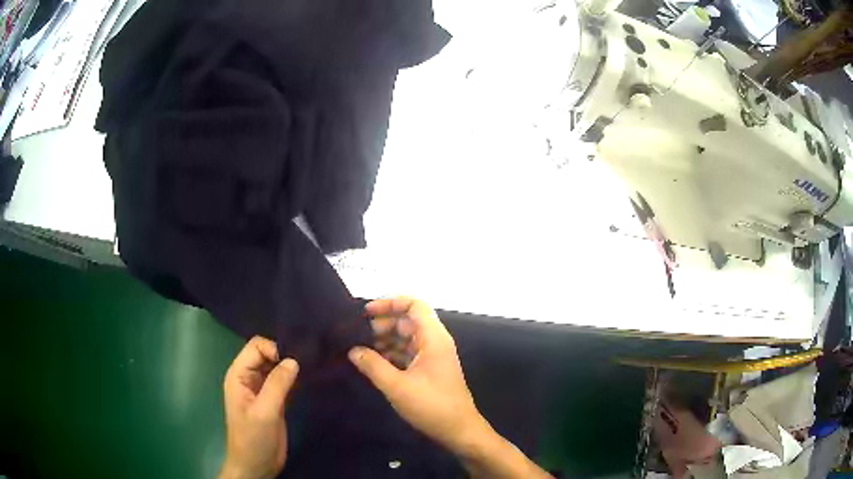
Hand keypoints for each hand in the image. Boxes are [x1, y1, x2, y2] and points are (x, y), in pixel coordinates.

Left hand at [220, 336, 298, 478]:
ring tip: (311, 366)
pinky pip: (282, 381)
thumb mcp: (265, 412)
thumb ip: (277, 385)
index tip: (296, 361)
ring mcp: (261, 389)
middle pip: (266, 353)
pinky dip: (293, 378)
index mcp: (239, 375)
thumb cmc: (254, 439)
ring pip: (275, 366)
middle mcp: (248, 378)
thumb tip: (294, 360)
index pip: (256, 346)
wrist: (256, 466)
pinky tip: (308, 379)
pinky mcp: (273, 401)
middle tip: (308, 361)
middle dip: (284, 354)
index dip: (274, 348)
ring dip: (290, 366)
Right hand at [348, 297, 490, 454]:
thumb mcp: (397, 386)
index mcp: (433, 338)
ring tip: (363, 348)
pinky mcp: (431, 370)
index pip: (414, 305)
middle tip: (360, 334)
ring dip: (387, 339)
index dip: (390, 303)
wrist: (458, 430)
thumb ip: (373, 366)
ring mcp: (434, 356)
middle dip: (384, 323)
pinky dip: (393, 353)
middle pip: (409, 320)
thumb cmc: (431, 405)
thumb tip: (353, 350)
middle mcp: (436, 342)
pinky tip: (376, 362)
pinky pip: (410, 352)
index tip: (367, 312)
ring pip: (408, 337)